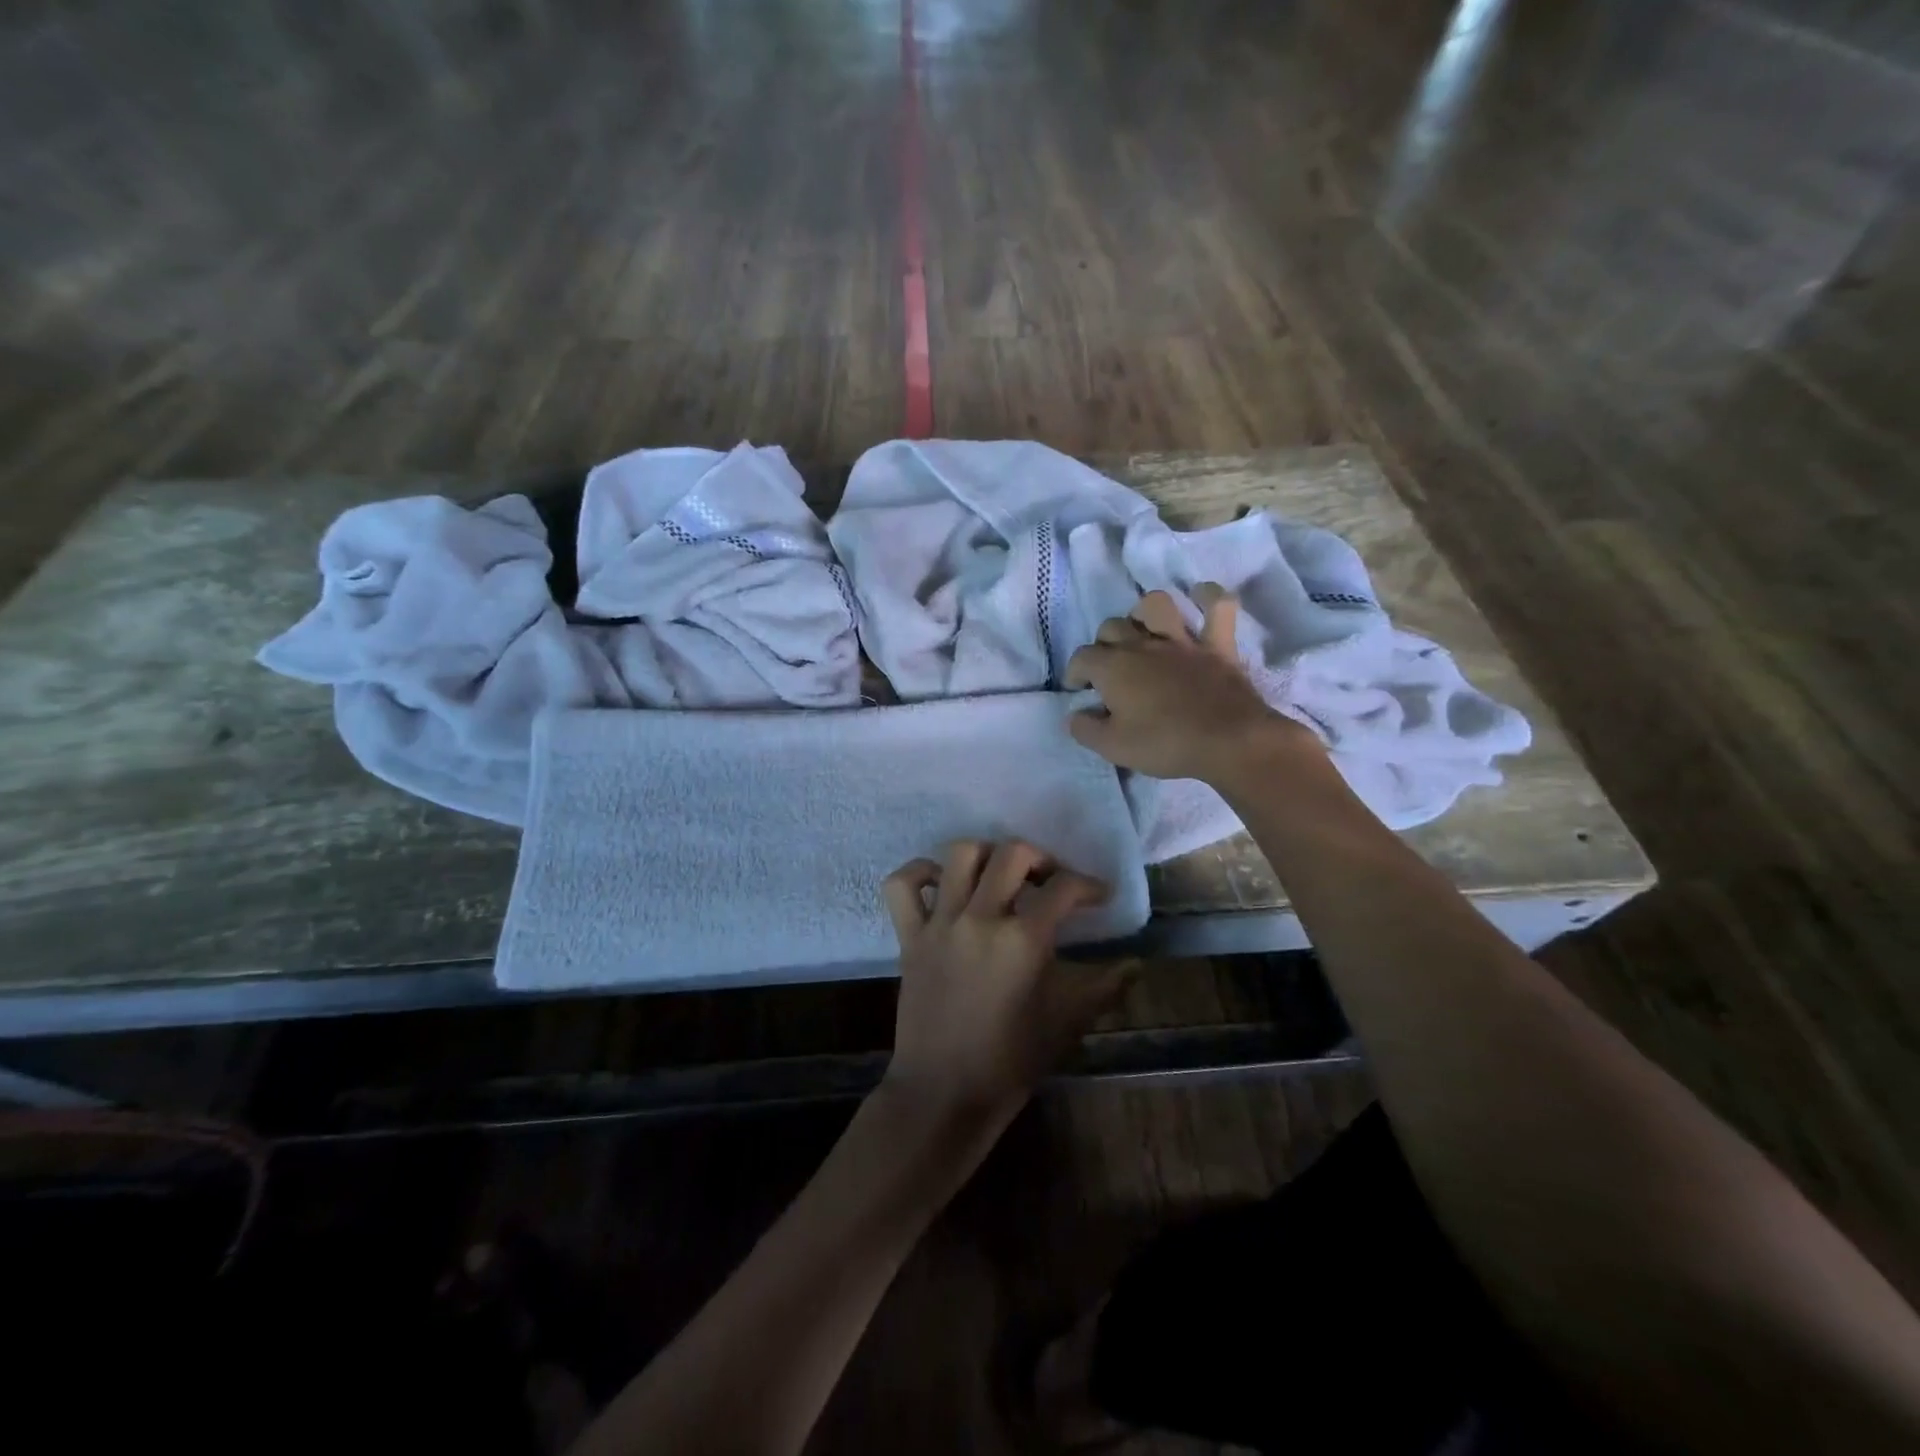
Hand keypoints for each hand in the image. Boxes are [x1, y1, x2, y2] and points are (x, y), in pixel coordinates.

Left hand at [880, 841, 1132, 1130]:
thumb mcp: (1066, 1022)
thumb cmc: (1010, 1061)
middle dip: (1039, 857)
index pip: (1063, 888)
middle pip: (1011, 854)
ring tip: (1000, 875)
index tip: (1098, 896)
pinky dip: (919, 872)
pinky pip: (902, 885)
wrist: (944, 1093)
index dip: (1088, 885)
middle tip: (1049, 879)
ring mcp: (940, 924)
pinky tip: (942, 884)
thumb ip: (1104, 988)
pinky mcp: (909, 937)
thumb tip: (1136, 965)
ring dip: (986, 855)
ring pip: (959, 856)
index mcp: (1023, 941)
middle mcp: (980, 919)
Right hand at [1065, 584, 1319, 783]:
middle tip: (1109, 670)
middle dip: (1103, 644)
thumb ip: (1085, 729)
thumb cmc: (1165, 744)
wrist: (1228, 742)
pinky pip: (1218, 607)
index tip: (1080, 690)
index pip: (1081, 657)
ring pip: (1156, 604)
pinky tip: (1200, 596)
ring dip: (1144, 613)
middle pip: (1112, 627)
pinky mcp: (1218, 645)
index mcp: (1113, 667)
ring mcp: (1182, 641)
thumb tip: (1075, 715)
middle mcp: (1143, 644)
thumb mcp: (1112, 748)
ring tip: (1143, 632)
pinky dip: (1210, 597)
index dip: (1075, 672)